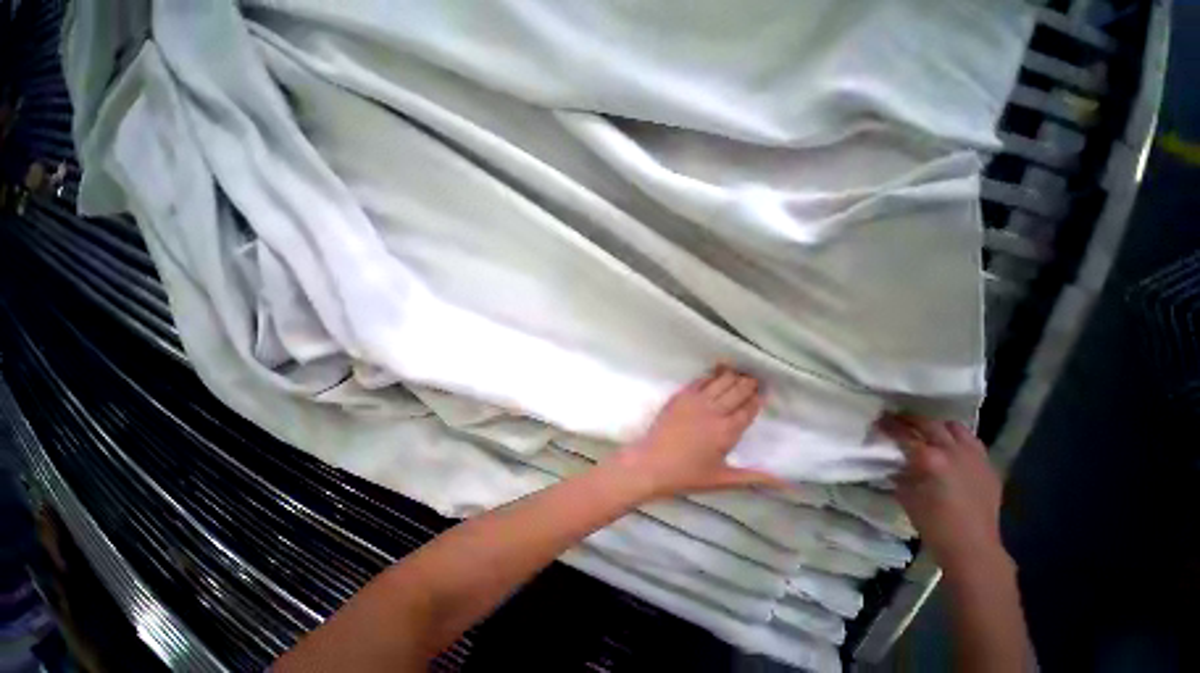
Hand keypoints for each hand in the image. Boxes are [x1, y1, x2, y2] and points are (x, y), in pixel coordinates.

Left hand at [609, 366, 785, 498]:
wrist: (651, 463)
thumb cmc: (687, 474)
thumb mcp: (723, 479)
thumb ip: (754, 477)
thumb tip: (787, 484)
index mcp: (727, 432)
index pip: (749, 409)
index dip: (757, 398)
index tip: (764, 391)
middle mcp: (714, 412)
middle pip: (737, 391)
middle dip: (748, 383)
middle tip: (755, 378)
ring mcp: (696, 401)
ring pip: (720, 382)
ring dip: (732, 375)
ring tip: (739, 371)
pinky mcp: (680, 396)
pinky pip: (699, 380)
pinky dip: (710, 375)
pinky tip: (716, 371)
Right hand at [878, 414, 1009, 574]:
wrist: (972, 546)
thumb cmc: (932, 523)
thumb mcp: (905, 494)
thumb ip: (899, 470)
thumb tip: (893, 458)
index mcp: (929, 458)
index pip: (902, 433)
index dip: (888, 425)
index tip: (878, 420)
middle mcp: (952, 451)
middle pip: (928, 423)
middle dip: (910, 419)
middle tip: (897, 418)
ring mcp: (974, 457)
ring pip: (955, 428)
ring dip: (938, 426)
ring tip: (928, 431)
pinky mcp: (988, 466)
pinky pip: (972, 443)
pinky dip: (958, 440)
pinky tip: (951, 449)